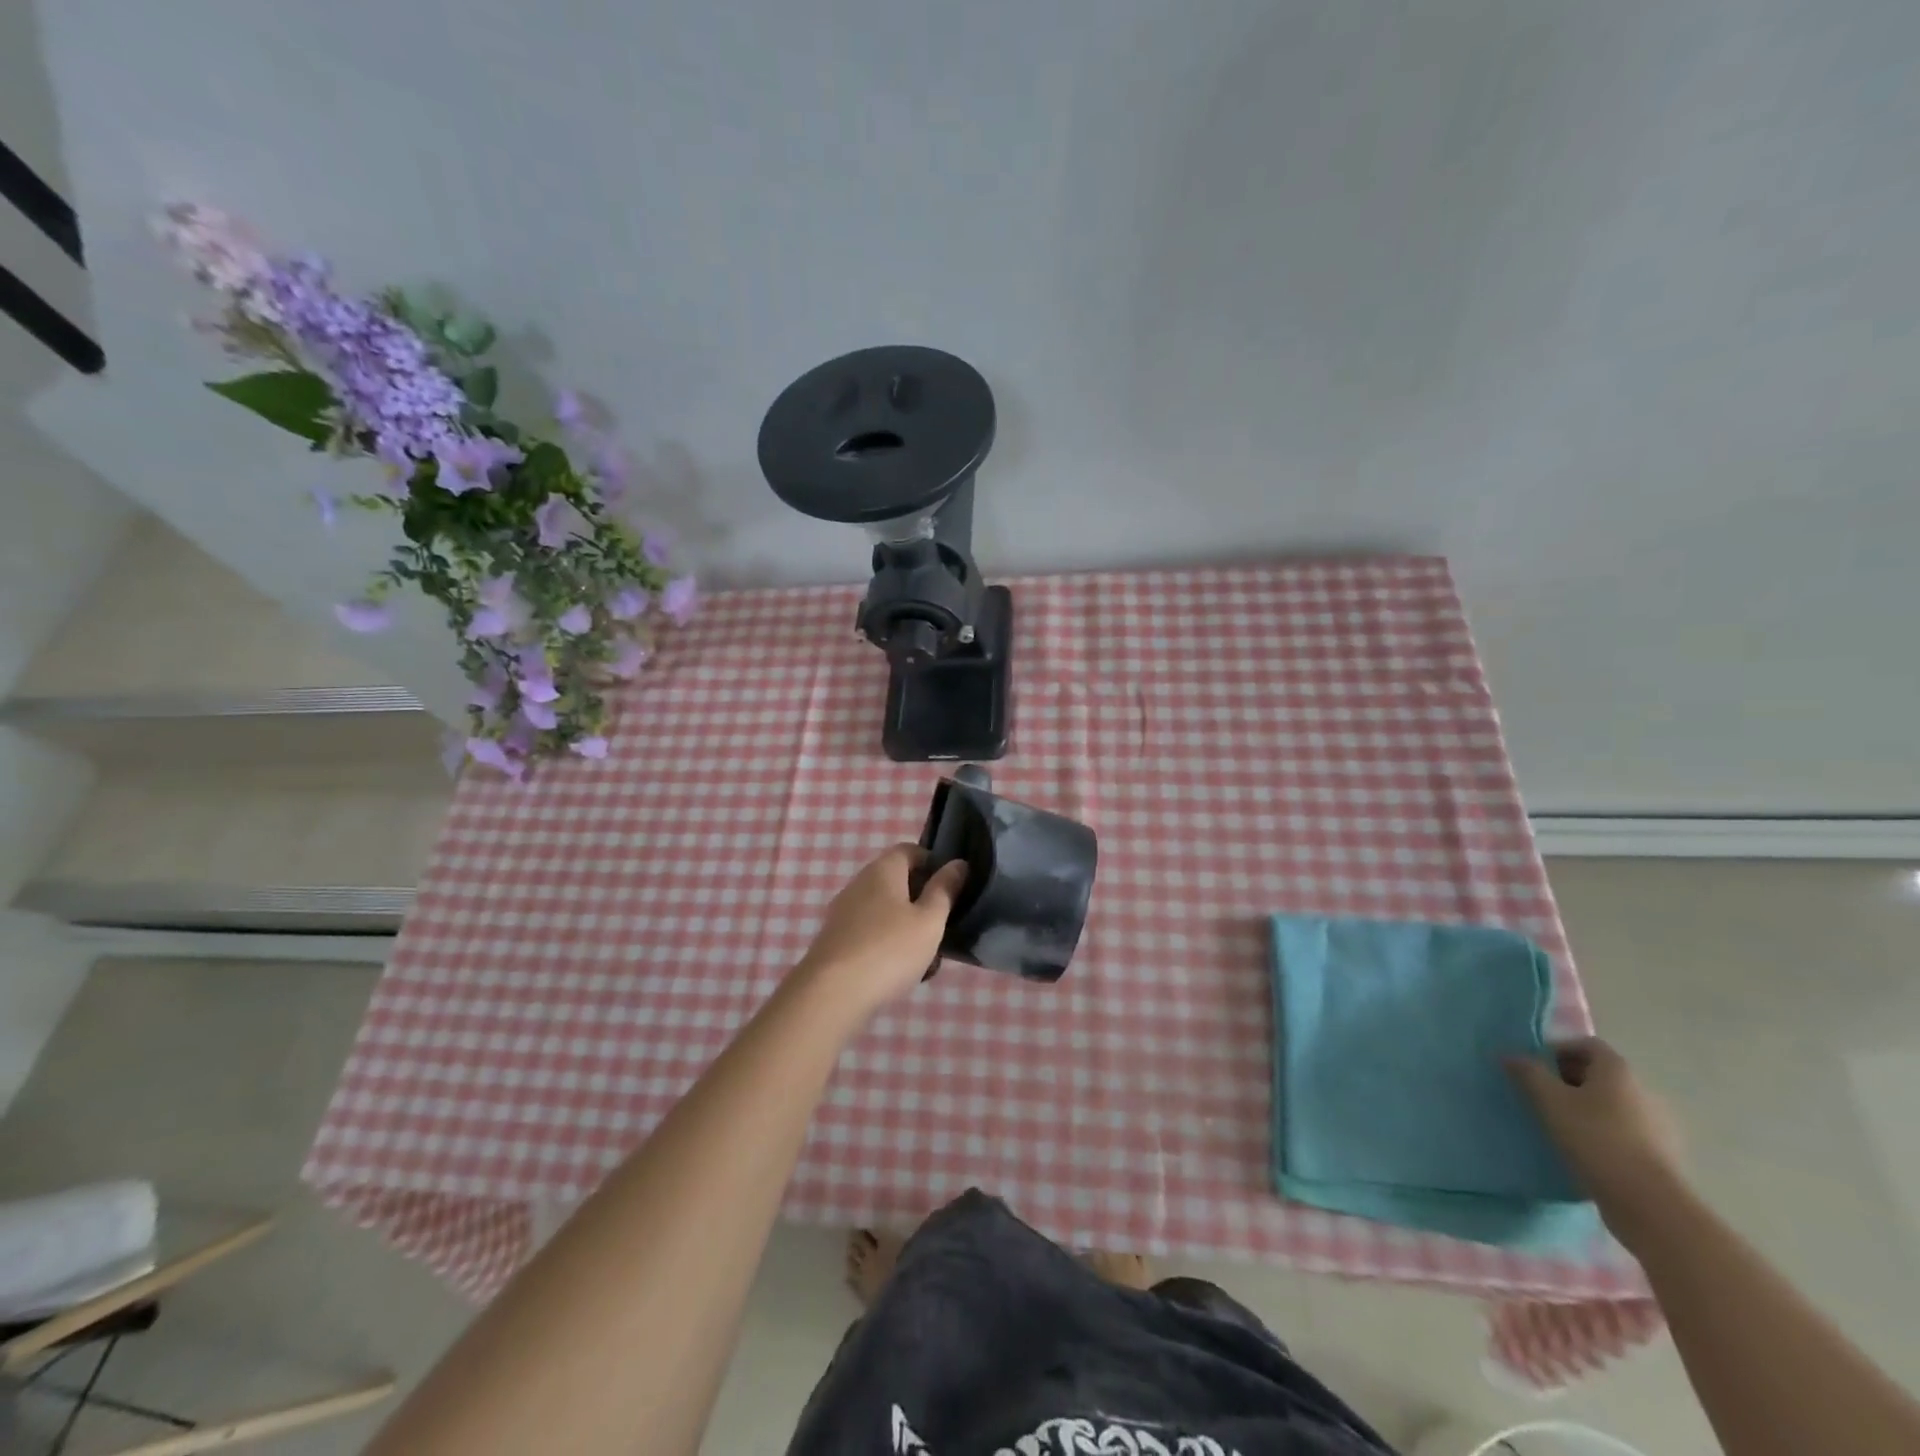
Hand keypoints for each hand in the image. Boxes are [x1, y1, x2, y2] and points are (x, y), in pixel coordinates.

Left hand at [797, 844, 967, 1016]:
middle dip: (921, 900)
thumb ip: (945, 890)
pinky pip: (869, 931)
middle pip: (896, 880)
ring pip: (884, 909)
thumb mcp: (929, 920)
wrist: (832, 993)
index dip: (933, 863)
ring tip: (924, 956)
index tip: (951, 888)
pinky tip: (898, 971)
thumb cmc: (889, 949)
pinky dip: (886, 943)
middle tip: (941, 926)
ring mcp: (843, 911)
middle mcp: (859, 883)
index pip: (910, 850)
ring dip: (906, 926)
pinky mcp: (835, 939)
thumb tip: (958, 863)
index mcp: (883, 870)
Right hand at [1508, 1037, 1686, 1242]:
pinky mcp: (1663, 1155)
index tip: (1536, 1069)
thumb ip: (1527, 1072)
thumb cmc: (1595, 1139)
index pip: (1587, 1045)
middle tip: (1541, 1097)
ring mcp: (1659, 1125)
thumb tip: (1509, 1055)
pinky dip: (1604, 1133)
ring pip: (1613, 1105)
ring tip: (1560, 1126)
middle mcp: (1644, 1091)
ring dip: (1586, 1109)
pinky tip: (1585, 1151)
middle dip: (1568, 1081)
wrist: (1650, 1204)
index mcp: (1618, 1071)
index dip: (1558, 1050)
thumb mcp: (1549, 1100)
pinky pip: (1625, 1132)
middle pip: (1600, 1075)